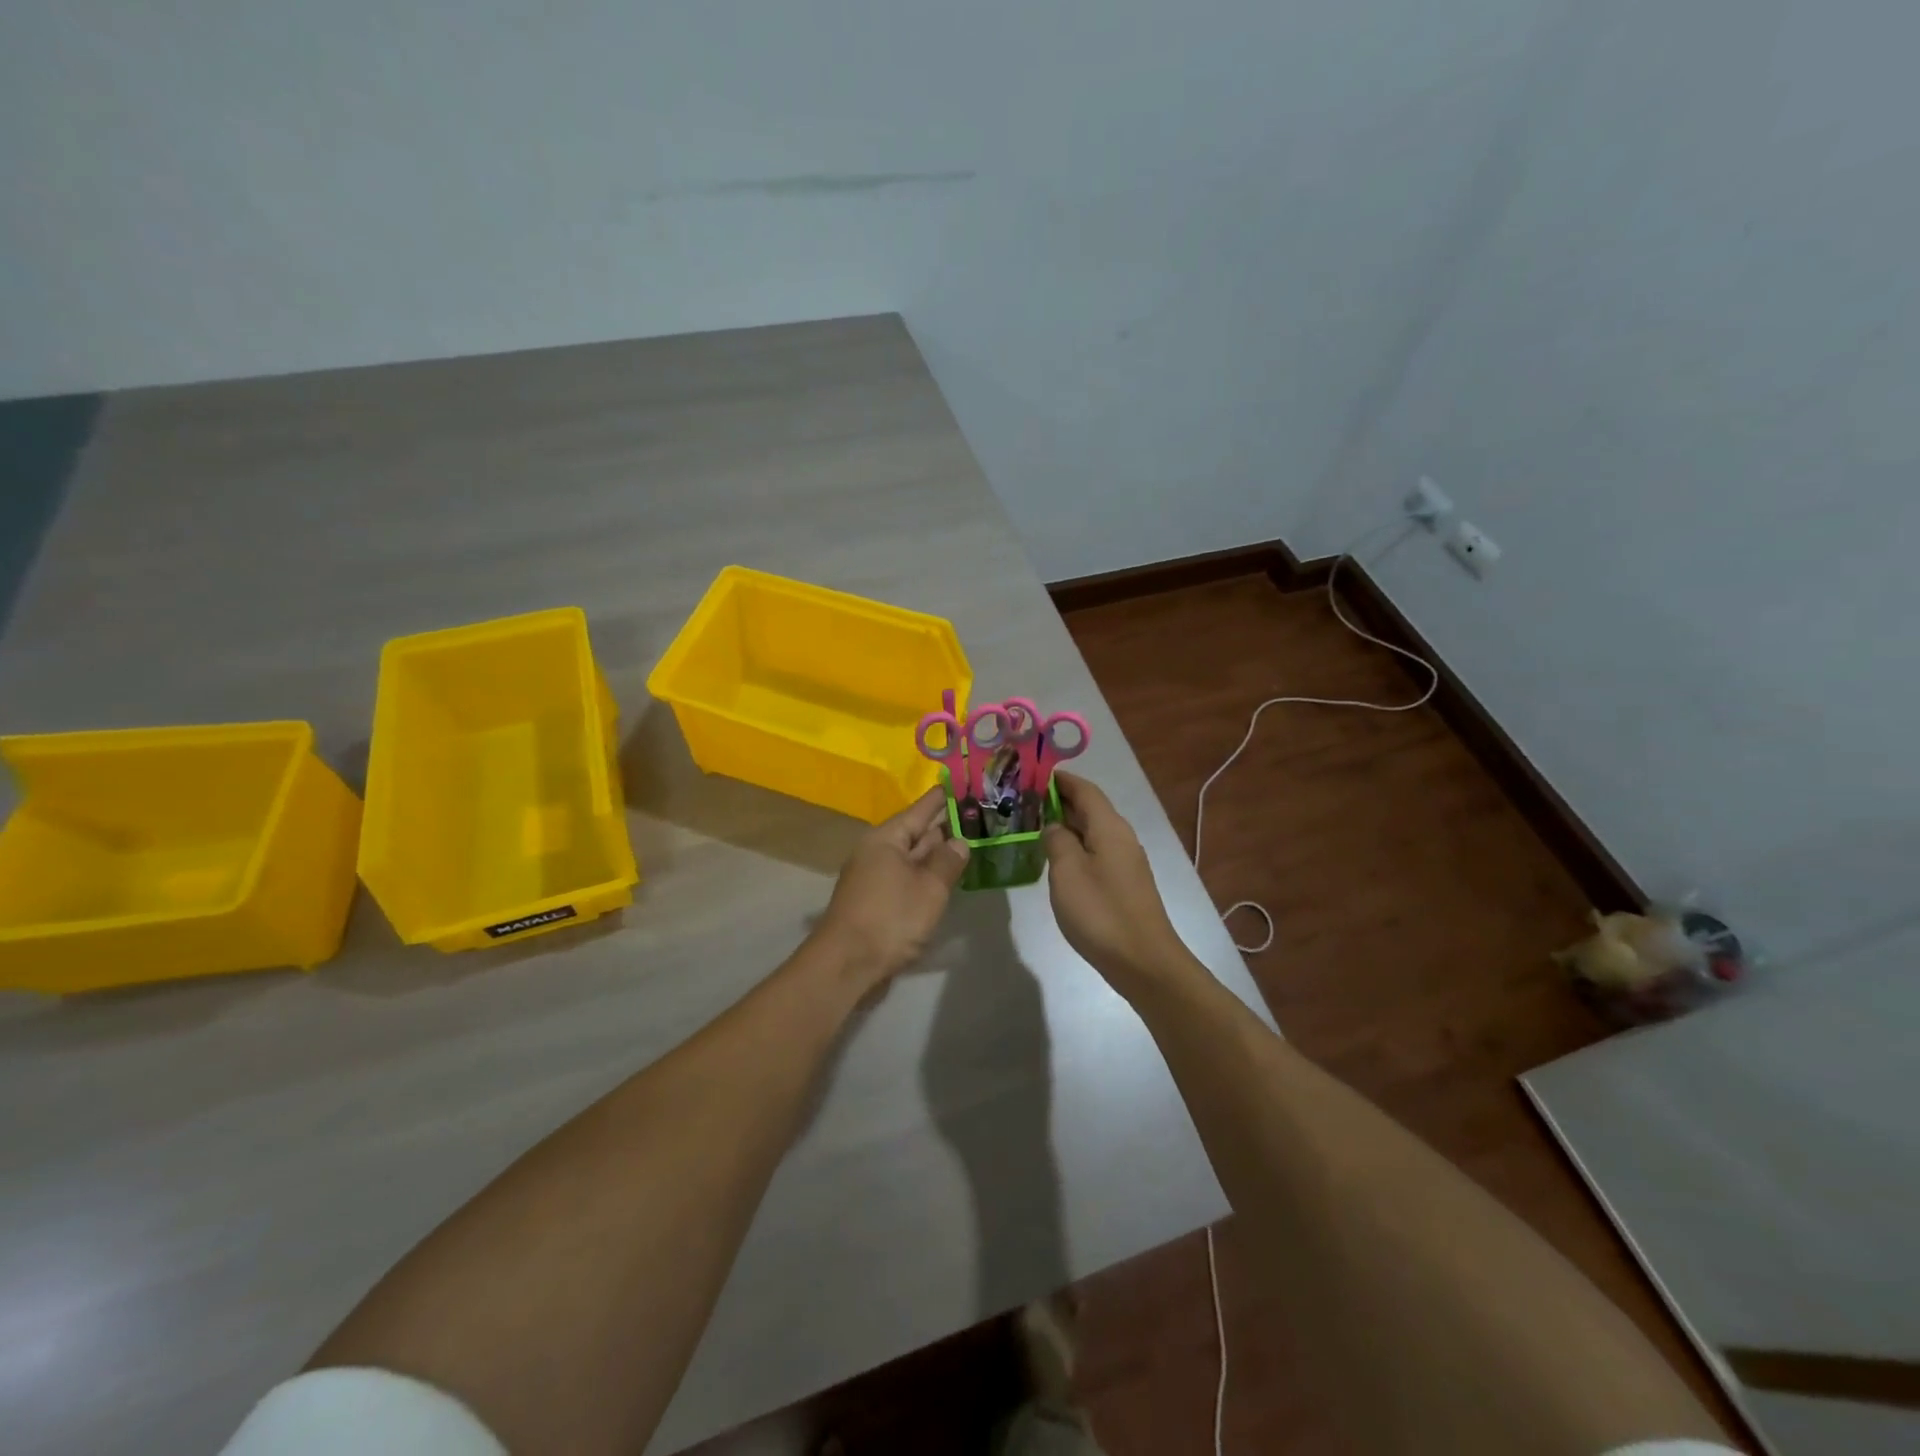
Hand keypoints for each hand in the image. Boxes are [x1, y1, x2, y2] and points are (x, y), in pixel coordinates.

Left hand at [815, 788, 969, 989]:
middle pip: (917, 832)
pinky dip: (927, 874)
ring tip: (971, 843)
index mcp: (887, 838)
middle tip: (980, 816)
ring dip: (938, 853)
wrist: (846, 965)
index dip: (945, 797)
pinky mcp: (877, 900)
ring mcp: (875, 877)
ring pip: (913, 857)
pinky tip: (947, 878)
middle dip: (946, 826)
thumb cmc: (890, 919)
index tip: (966, 783)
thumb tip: (958, 841)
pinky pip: (907, 877)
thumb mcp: (929, 888)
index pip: (922, 809)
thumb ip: (947, 861)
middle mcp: (878, 851)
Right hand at [1043, 772, 1186, 988]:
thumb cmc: (1101, 912)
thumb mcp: (1067, 871)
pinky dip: (1075, 845)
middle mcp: (1121, 837)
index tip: (1032, 774)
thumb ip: (1057, 840)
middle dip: (1059, 800)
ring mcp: (1126, 861)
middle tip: (1024, 801)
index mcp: (1109, 827)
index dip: (1060, 780)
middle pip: (1090, 808)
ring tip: (1033, 826)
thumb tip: (1054, 825)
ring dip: (1066, 824)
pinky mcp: (1124, 883)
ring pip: (1092, 831)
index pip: (1085, 789)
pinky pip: (1096, 851)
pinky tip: (1056, 860)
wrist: (1143, 961)